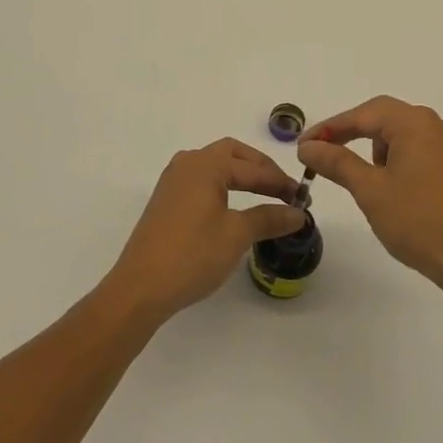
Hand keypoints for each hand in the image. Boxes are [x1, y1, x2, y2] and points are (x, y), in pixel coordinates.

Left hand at [105, 139, 306, 320]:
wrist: (140, 288)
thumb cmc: (192, 255)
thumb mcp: (237, 235)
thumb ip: (269, 218)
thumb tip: (298, 213)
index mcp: (206, 164)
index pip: (253, 168)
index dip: (280, 182)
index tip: (303, 197)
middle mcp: (187, 163)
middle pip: (232, 154)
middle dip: (260, 168)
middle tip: (283, 189)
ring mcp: (173, 181)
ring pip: (215, 166)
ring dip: (241, 175)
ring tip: (263, 195)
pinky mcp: (166, 200)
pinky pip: (202, 181)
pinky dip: (223, 186)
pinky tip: (233, 206)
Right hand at [297, 96, 442, 292]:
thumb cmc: (418, 221)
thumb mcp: (370, 190)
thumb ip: (337, 163)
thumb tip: (309, 147)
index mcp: (414, 123)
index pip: (363, 114)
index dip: (330, 128)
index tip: (303, 146)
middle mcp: (433, 125)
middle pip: (382, 117)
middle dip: (350, 135)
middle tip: (322, 155)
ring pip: (399, 135)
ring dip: (374, 149)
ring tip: (362, 181)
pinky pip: (415, 150)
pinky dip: (394, 161)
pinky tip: (389, 188)